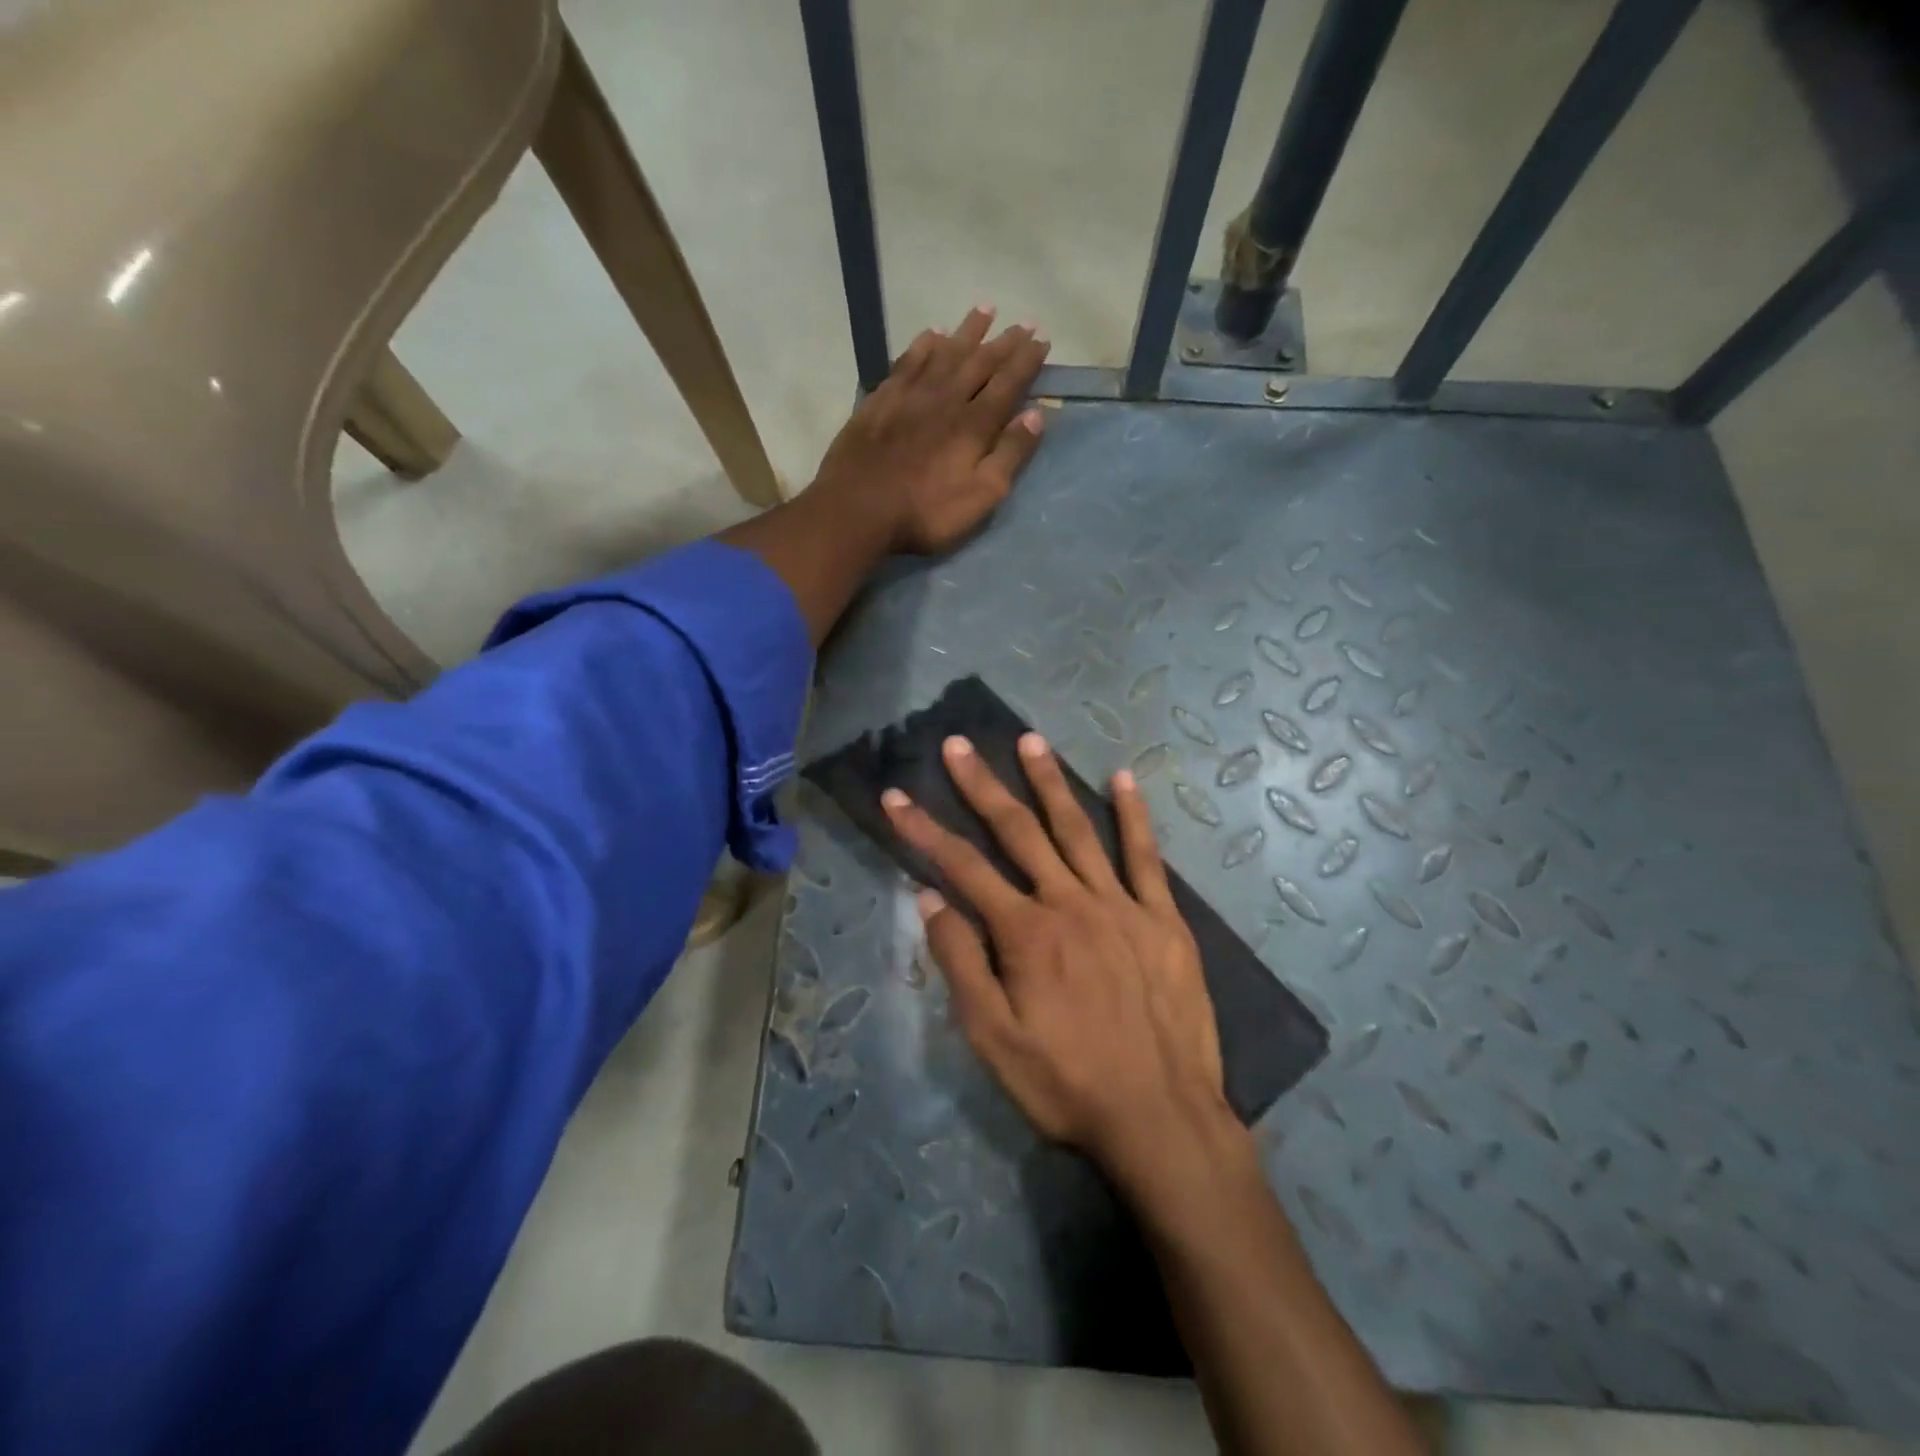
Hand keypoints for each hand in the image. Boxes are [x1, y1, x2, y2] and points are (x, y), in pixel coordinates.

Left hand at [810, 307, 1050, 554]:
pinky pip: (908, 361)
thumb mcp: (981, 496)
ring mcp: (911, 395)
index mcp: (974, 424)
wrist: (858, 508)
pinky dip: (924, 344)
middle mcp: (946, 398)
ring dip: (967, 331)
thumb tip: (1035, 415)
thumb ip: (1009, 455)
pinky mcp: (881, 399)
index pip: (1008, 382)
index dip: (1027, 360)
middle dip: (1004, 341)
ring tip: (985, 310)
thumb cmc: (925, 512)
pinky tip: (933, 334)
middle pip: (980, 362)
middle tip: (1023, 322)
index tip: (1042, 339)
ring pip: (945, 352)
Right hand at [881, 733, 1234, 1184]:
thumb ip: (960, 962)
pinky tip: (1122, 779)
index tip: (895, 796)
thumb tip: (929, 897)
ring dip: (1049, 782)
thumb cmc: (1066, 1083)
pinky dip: (1133, 816)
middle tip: (958, 744)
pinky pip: (1146, 857)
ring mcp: (1120, 905)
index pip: (961, 866)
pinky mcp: (1163, 919)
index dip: (923, 829)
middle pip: (1017, 832)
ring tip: (1030, 740)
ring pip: (1078, 830)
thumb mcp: (993, 1038)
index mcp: (1025, 932)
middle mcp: (1069, 902)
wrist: (1161, 1117)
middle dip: (982, 786)